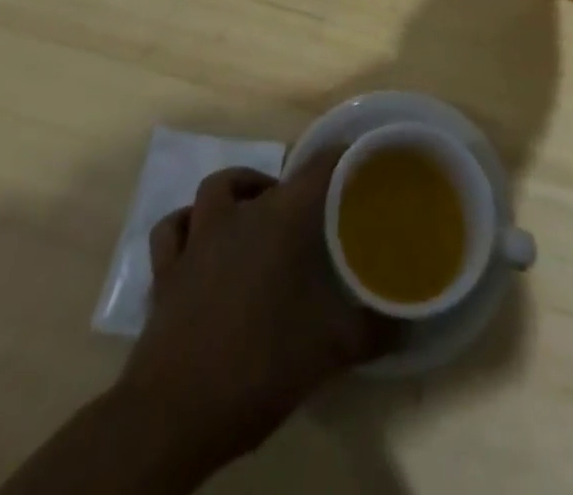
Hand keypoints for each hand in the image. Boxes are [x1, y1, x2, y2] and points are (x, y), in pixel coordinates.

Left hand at [119, 153, 396, 469]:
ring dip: (238, 191)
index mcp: (282, 220)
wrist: (173, 413)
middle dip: (293, 188)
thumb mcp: (329, 351)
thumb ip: (372, 330)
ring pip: (216, 189)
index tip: (363, 166)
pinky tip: (201, 239)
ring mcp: (197, 238)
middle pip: (271, 178)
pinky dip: (189, 224)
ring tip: (257, 212)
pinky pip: (174, 228)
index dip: (343, 160)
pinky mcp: (166, 270)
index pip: (319, 168)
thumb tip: (406, 323)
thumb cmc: (258, 366)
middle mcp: (240, 215)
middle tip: (312, 215)